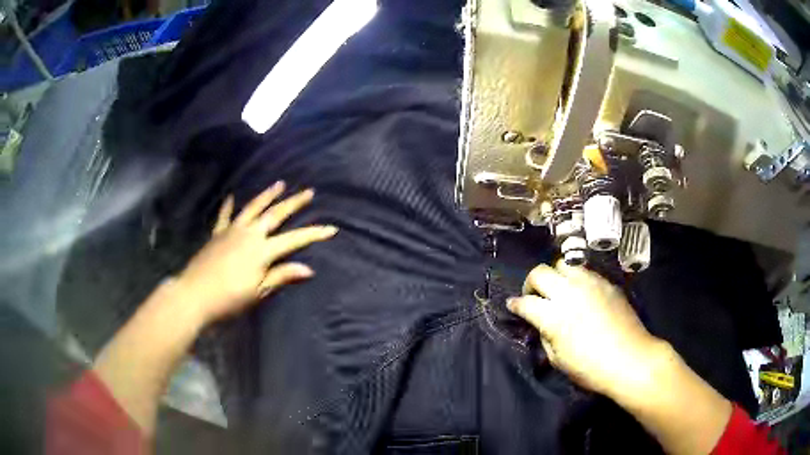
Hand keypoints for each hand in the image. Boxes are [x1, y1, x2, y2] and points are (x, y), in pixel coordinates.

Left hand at [176, 181, 337, 325]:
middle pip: (275, 214)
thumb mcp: (258, 291)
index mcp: (262, 250)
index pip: (294, 239)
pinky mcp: (217, 234)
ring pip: (252, 208)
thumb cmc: (229, 298)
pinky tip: (231, 197)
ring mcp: (232, 231)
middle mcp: (249, 234)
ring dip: (267, 195)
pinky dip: (228, 206)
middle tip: (308, 191)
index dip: (313, 234)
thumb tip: (308, 269)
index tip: (331, 227)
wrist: (194, 295)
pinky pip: (225, 216)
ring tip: (279, 184)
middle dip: (293, 203)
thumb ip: (282, 276)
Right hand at [507, 262, 662, 396]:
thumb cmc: (591, 369)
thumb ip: (546, 336)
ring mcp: (590, 284)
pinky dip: (576, 280)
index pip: (525, 302)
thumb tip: (543, 324)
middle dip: (530, 283)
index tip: (512, 306)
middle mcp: (569, 293)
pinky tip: (582, 295)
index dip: (515, 304)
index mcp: (554, 316)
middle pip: (540, 272)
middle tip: (534, 296)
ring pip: (563, 264)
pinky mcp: (606, 283)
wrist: (631, 359)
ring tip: (559, 291)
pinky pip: (585, 272)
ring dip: (555, 276)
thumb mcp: (558, 360)